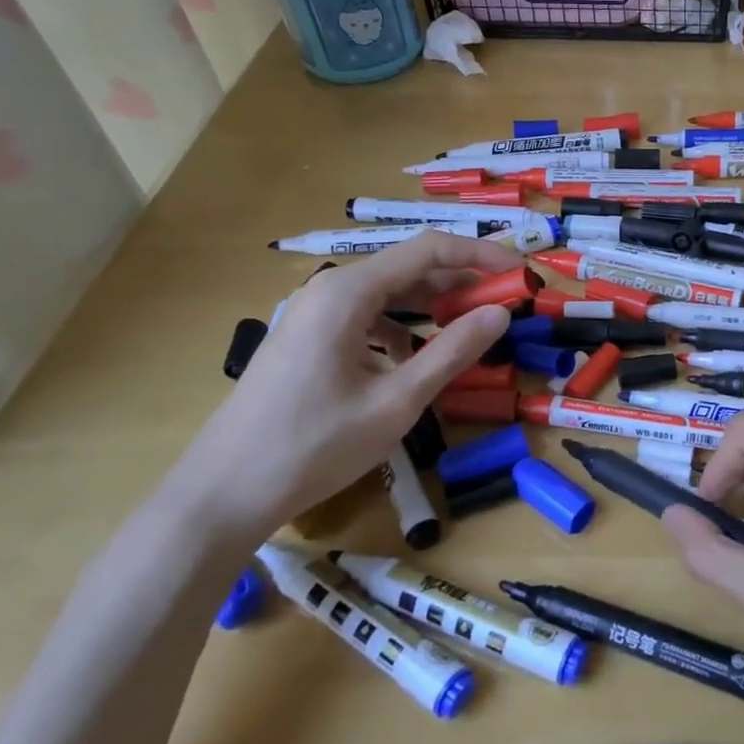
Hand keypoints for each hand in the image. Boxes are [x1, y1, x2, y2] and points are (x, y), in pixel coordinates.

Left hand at [162, 233, 520, 536]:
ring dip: (433, 307)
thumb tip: (501, 314)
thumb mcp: (396, 401)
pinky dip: (402, 329)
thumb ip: (452, 352)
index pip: (429, 249)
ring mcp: (313, 314)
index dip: (481, 255)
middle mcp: (329, 290)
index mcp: (348, 292)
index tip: (520, 275)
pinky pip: (367, 318)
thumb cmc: (313, 446)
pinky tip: (416, 360)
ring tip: (470, 332)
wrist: (222, 494)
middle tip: (504, 308)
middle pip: (408, 268)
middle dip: (461, 283)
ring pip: (388, 294)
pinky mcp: (307, 339)